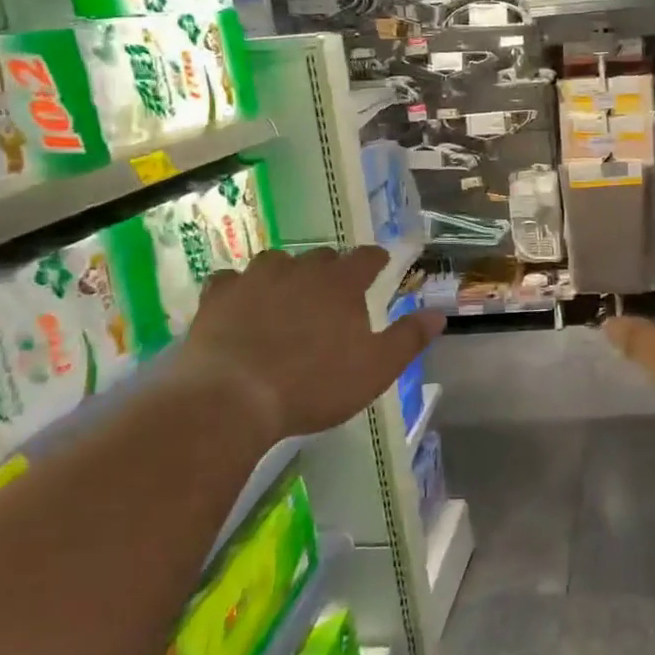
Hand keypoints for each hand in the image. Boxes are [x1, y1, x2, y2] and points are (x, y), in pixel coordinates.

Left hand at [183, 246, 443, 440]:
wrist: (232, 399)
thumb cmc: (315, 384)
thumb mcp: (376, 368)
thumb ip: (409, 338)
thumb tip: (438, 314)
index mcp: (341, 283)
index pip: (366, 258)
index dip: (375, 259)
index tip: (380, 263)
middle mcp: (300, 270)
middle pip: (322, 256)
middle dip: (331, 268)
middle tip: (334, 291)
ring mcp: (254, 280)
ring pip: (275, 262)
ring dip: (286, 273)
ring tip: (287, 294)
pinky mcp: (216, 298)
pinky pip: (230, 281)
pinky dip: (239, 289)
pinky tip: (239, 305)